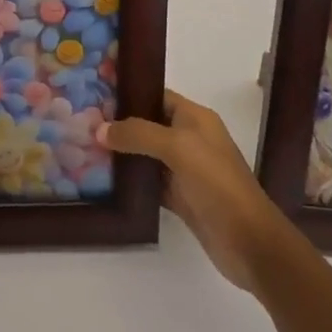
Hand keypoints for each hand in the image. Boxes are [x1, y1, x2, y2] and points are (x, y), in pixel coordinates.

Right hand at [99, 89, 293, 292]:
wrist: (249, 242)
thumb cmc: (216, 183)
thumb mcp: (178, 147)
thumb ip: (137, 134)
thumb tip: (99, 129)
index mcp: (194, 117)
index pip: (156, 95)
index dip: (128, 91)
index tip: (96, 90)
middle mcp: (189, 138)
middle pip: (148, 123)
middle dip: (119, 122)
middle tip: (83, 122)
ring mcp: (184, 170)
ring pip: (146, 153)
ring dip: (122, 152)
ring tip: (85, 146)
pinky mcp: (180, 197)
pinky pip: (149, 181)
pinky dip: (131, 179)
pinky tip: (105, 179)